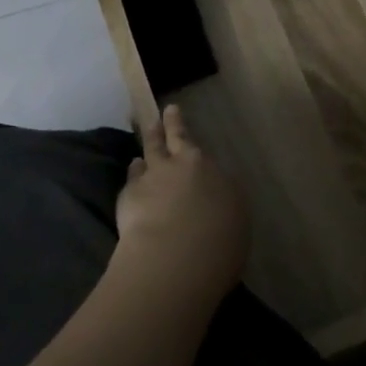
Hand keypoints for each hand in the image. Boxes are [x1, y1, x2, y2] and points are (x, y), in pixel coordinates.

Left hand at [112, 105, 249, 308]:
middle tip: (169, 110)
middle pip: (177, 139)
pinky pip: (133, 175)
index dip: (194, 145)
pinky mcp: (131, 192)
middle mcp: (186, 167)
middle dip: (173, 123)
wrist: (176, 256)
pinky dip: (135, 170)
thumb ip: (223, 209)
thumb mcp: (234, 226)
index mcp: (215, 175)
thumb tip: (215, 205)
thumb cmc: (218, 247)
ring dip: (151, 139)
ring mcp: (156, 175)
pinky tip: (134, 168)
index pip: (204, 157)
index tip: (187, 134)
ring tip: (149, 134)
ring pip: (152, 149)